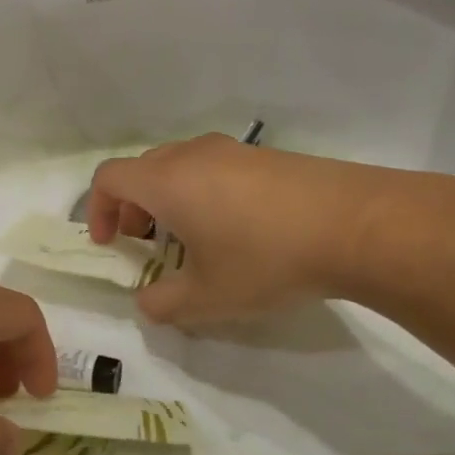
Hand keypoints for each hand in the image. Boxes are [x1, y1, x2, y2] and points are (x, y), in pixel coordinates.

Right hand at [87, 134, 405, 325]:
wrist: (356, 225)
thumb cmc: (265, 259)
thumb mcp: (206, 298)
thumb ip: (163, 304)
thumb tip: (148, 302)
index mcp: (166, 181)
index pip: (109, 178)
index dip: (97, 210)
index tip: (110, 244)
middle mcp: (193, 155)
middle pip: (143, 169)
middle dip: (132, 207)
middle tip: (145, 244)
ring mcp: (234, 151)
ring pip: (181, 167)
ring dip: (169, 200)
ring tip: (192, 241)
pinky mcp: (268, 157)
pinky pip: (216, 169)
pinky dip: (204, 194)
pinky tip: (237, 231)